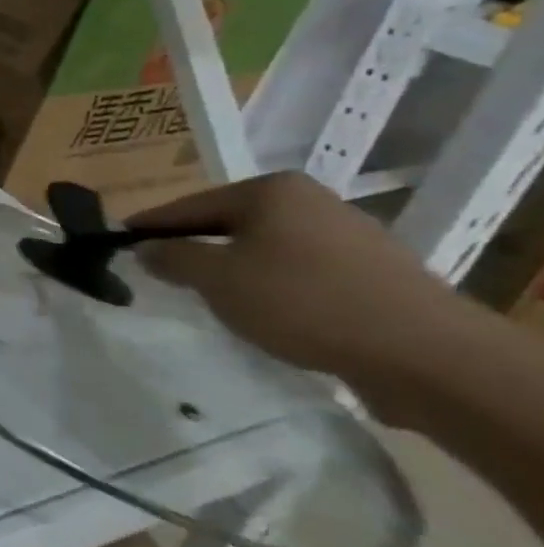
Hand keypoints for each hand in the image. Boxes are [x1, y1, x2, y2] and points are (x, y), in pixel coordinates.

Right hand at [128, 171, 476, 398]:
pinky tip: (269, 313)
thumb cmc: (302, 302)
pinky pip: (302, 271)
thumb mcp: (216, 280)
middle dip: (196, 247)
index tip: (120, 240)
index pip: (190, 205)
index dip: (151, 226)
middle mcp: (311, 200)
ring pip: (267, 248)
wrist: (427, 356)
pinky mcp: (375, 272)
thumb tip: (146, 248)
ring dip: (236, 269)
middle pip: (230, 223)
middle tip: (162, 271)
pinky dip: (275, 287)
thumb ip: (172, 258)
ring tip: (212, 297)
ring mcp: (350, 235)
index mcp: (270, 190)